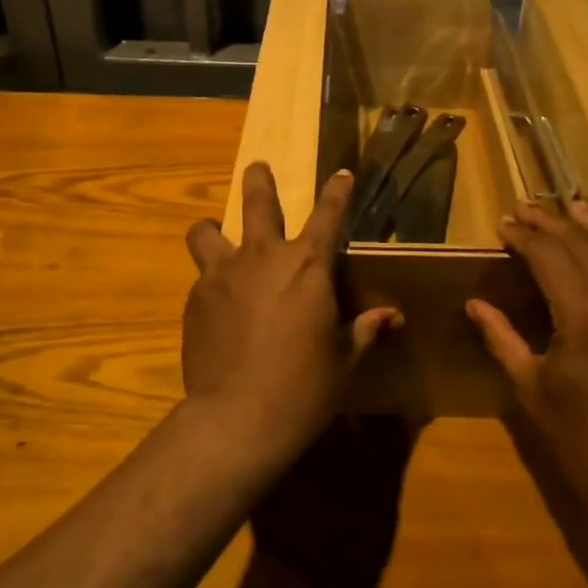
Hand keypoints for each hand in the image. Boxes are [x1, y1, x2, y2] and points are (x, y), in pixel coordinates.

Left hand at [183, 163, 397, 458]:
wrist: (237, 419)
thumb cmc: (304, 387)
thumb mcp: (345, 359)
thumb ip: (365, 329)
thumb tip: (392, 316)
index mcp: (308, 265)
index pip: (329, 214)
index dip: (338, 191)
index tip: (342, 174)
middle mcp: (263, 256)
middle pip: (257, 200)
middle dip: (259, 180)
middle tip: (258, 168)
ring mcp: (223, 274)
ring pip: (206, 232)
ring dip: (213, 229)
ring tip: (215, 235)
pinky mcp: (195, 299)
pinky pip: (202, 278)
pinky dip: (211, 282)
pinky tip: (217, 308)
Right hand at [467, 198, 587, 531]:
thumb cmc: (582, 443)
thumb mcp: (531, 389)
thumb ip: (502, 338)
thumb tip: (475, 304)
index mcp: (586, 318)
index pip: (551, 256)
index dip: (525, 236)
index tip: (503, 223)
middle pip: (584, 245)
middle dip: (551, 223)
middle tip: (524, 207)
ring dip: (587, 228)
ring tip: (567, 205)